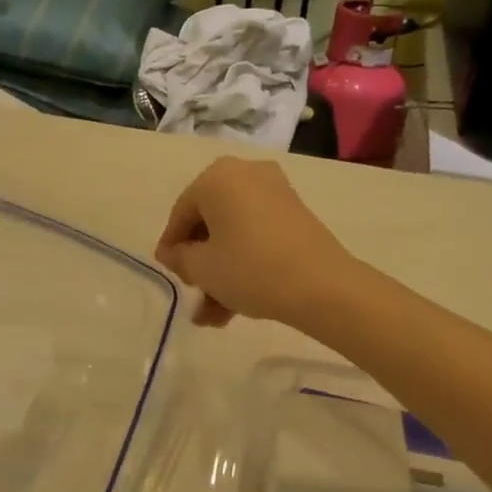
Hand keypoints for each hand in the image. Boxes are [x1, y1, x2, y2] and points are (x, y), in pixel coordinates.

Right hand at [154, 157, 355, 327]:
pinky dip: (244, 264)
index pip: (181, 213)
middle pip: (210, 223)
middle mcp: (246, 174)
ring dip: (220, 274)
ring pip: (234, 235)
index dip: (171, 247)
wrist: (321, 286)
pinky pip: (257, 237)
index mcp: (217, 177)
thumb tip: (173, 253)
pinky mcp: (295, 215)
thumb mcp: (202, 268)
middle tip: (195, 293)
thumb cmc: (249, 268)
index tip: (170, 274)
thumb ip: (179, 257)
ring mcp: (275, 193)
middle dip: (200, 265)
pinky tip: (234, 307)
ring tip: (213, 318)